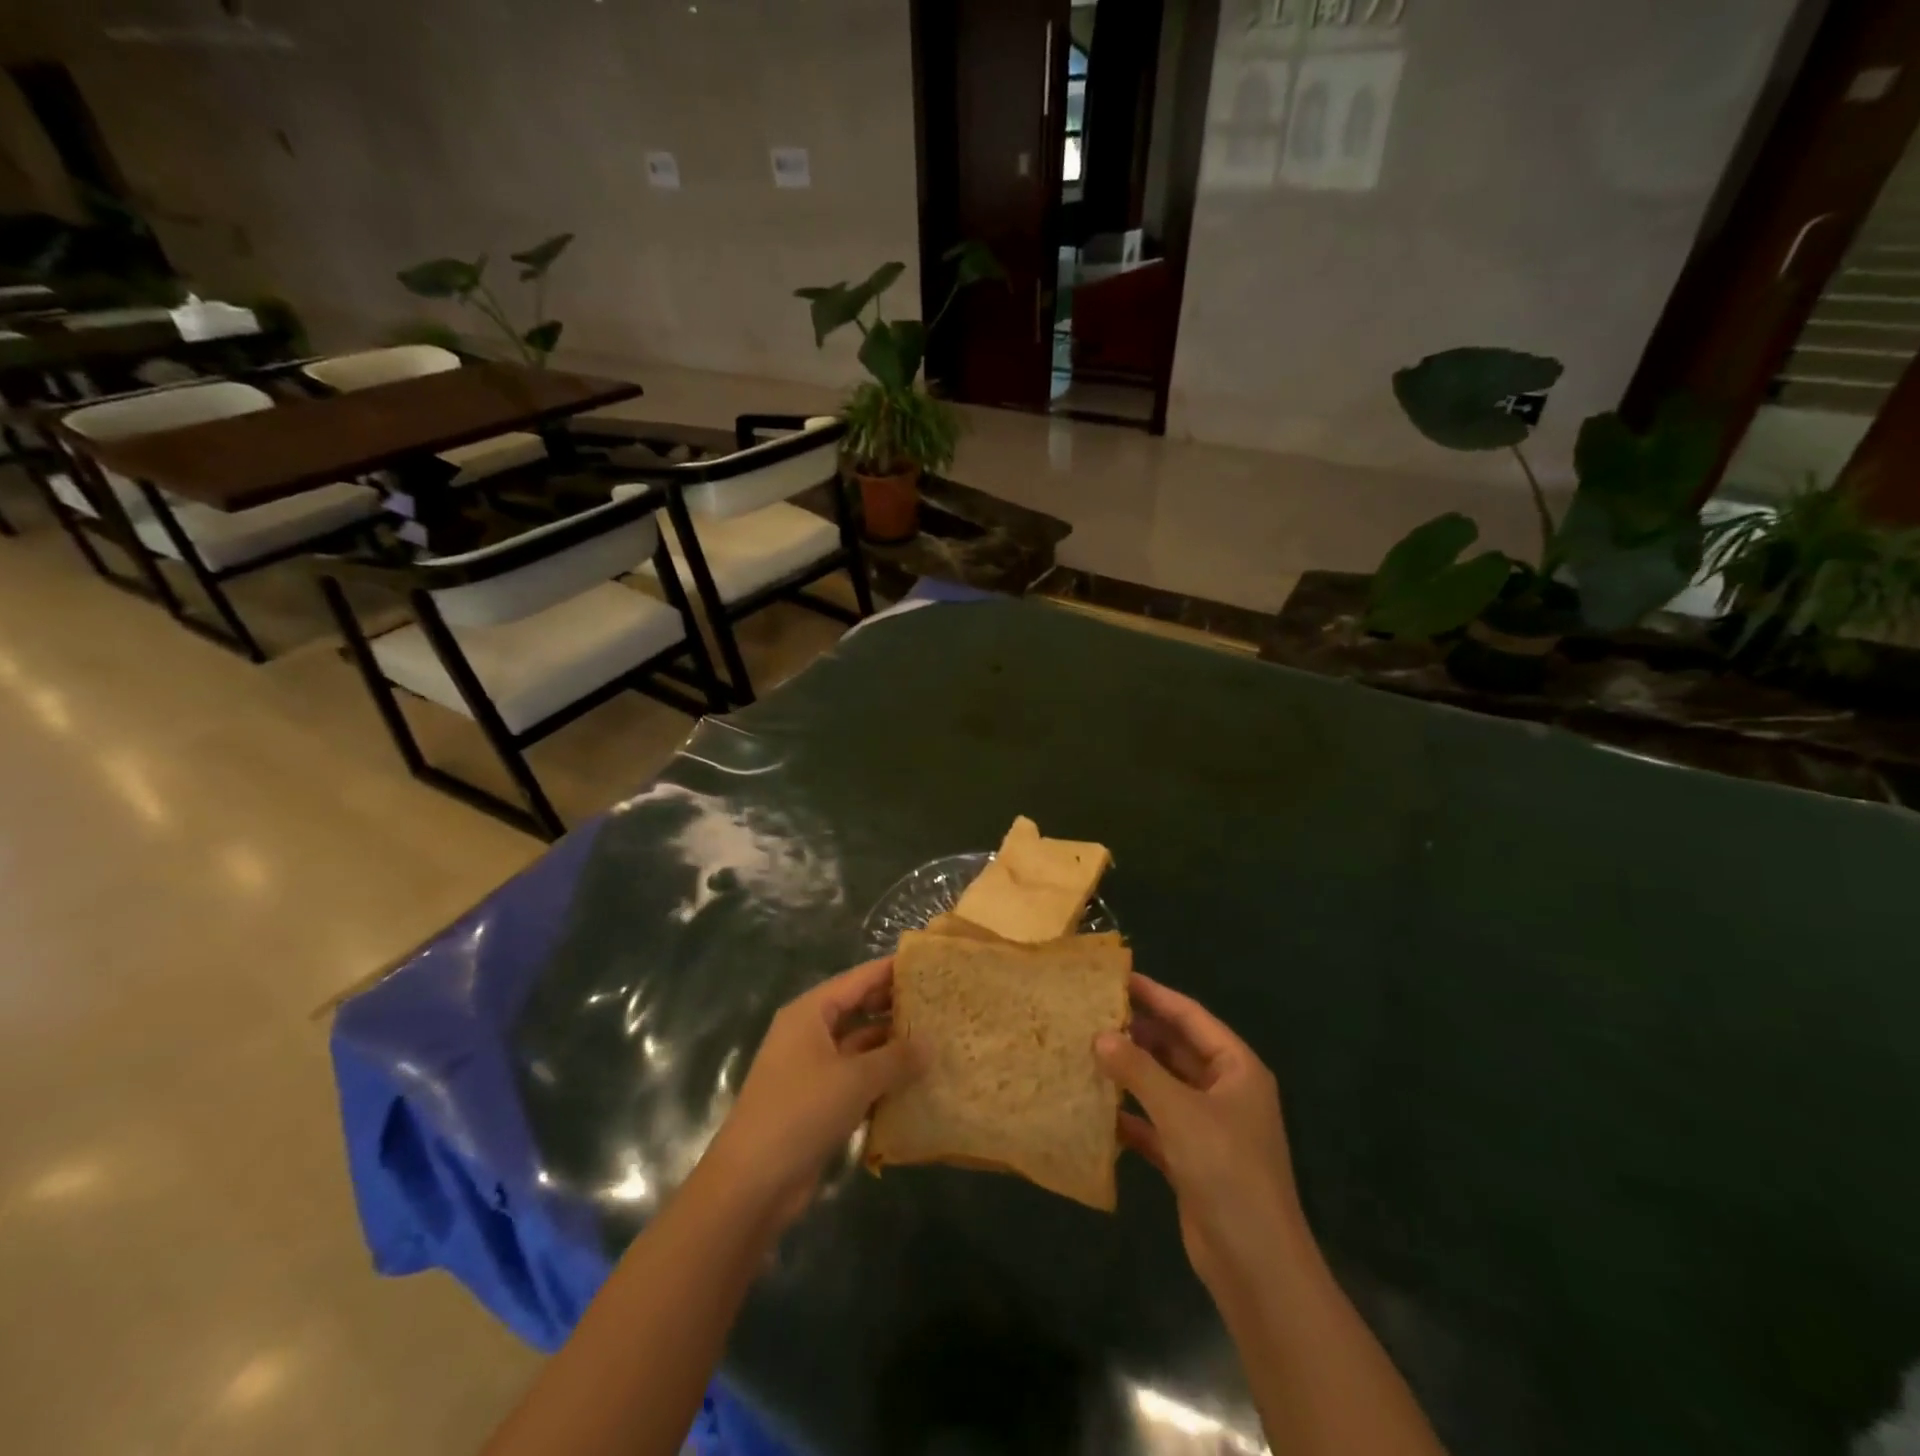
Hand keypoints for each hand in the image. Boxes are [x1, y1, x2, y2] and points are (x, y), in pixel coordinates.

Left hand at [697, 957, 924, 1232]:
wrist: (751, 1184)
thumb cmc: (801, 1113)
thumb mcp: (855, 1079)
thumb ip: (896, 1058)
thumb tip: (931, 1043)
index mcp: (811, 1012)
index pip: (859, 979)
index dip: (893, 970)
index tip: (931, 965)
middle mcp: (810, 1033)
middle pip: (859, 1009)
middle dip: (896, 1007)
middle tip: (941, 1004)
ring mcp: (813, 1069)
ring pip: (861, 1046)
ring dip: (893, 1046)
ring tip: (938, 1041)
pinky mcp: (819, 1101)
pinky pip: (857, 1078)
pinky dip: (883, 1078)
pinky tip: (917, 1082)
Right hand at [1095, 974, 1308, 1293]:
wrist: (1256, 1265)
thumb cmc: (1226, 1171)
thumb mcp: (1180, 1112)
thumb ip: (1138, 1070)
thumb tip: (1100, 1035)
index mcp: (1236, 1068)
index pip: (1190, 1016)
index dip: (1155, 995)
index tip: (1117, 977)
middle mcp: (1224, 1091)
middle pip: (1175, 1049)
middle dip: (1137, 1033)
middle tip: (1091, 1013)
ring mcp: (1208, 1127)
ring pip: (1163, 1086)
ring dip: (1130, 1073)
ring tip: (1086, 1051)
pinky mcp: (1191, 1159)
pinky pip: (1155, 1124)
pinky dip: (1130, 1115)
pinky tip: (1096, 1108)